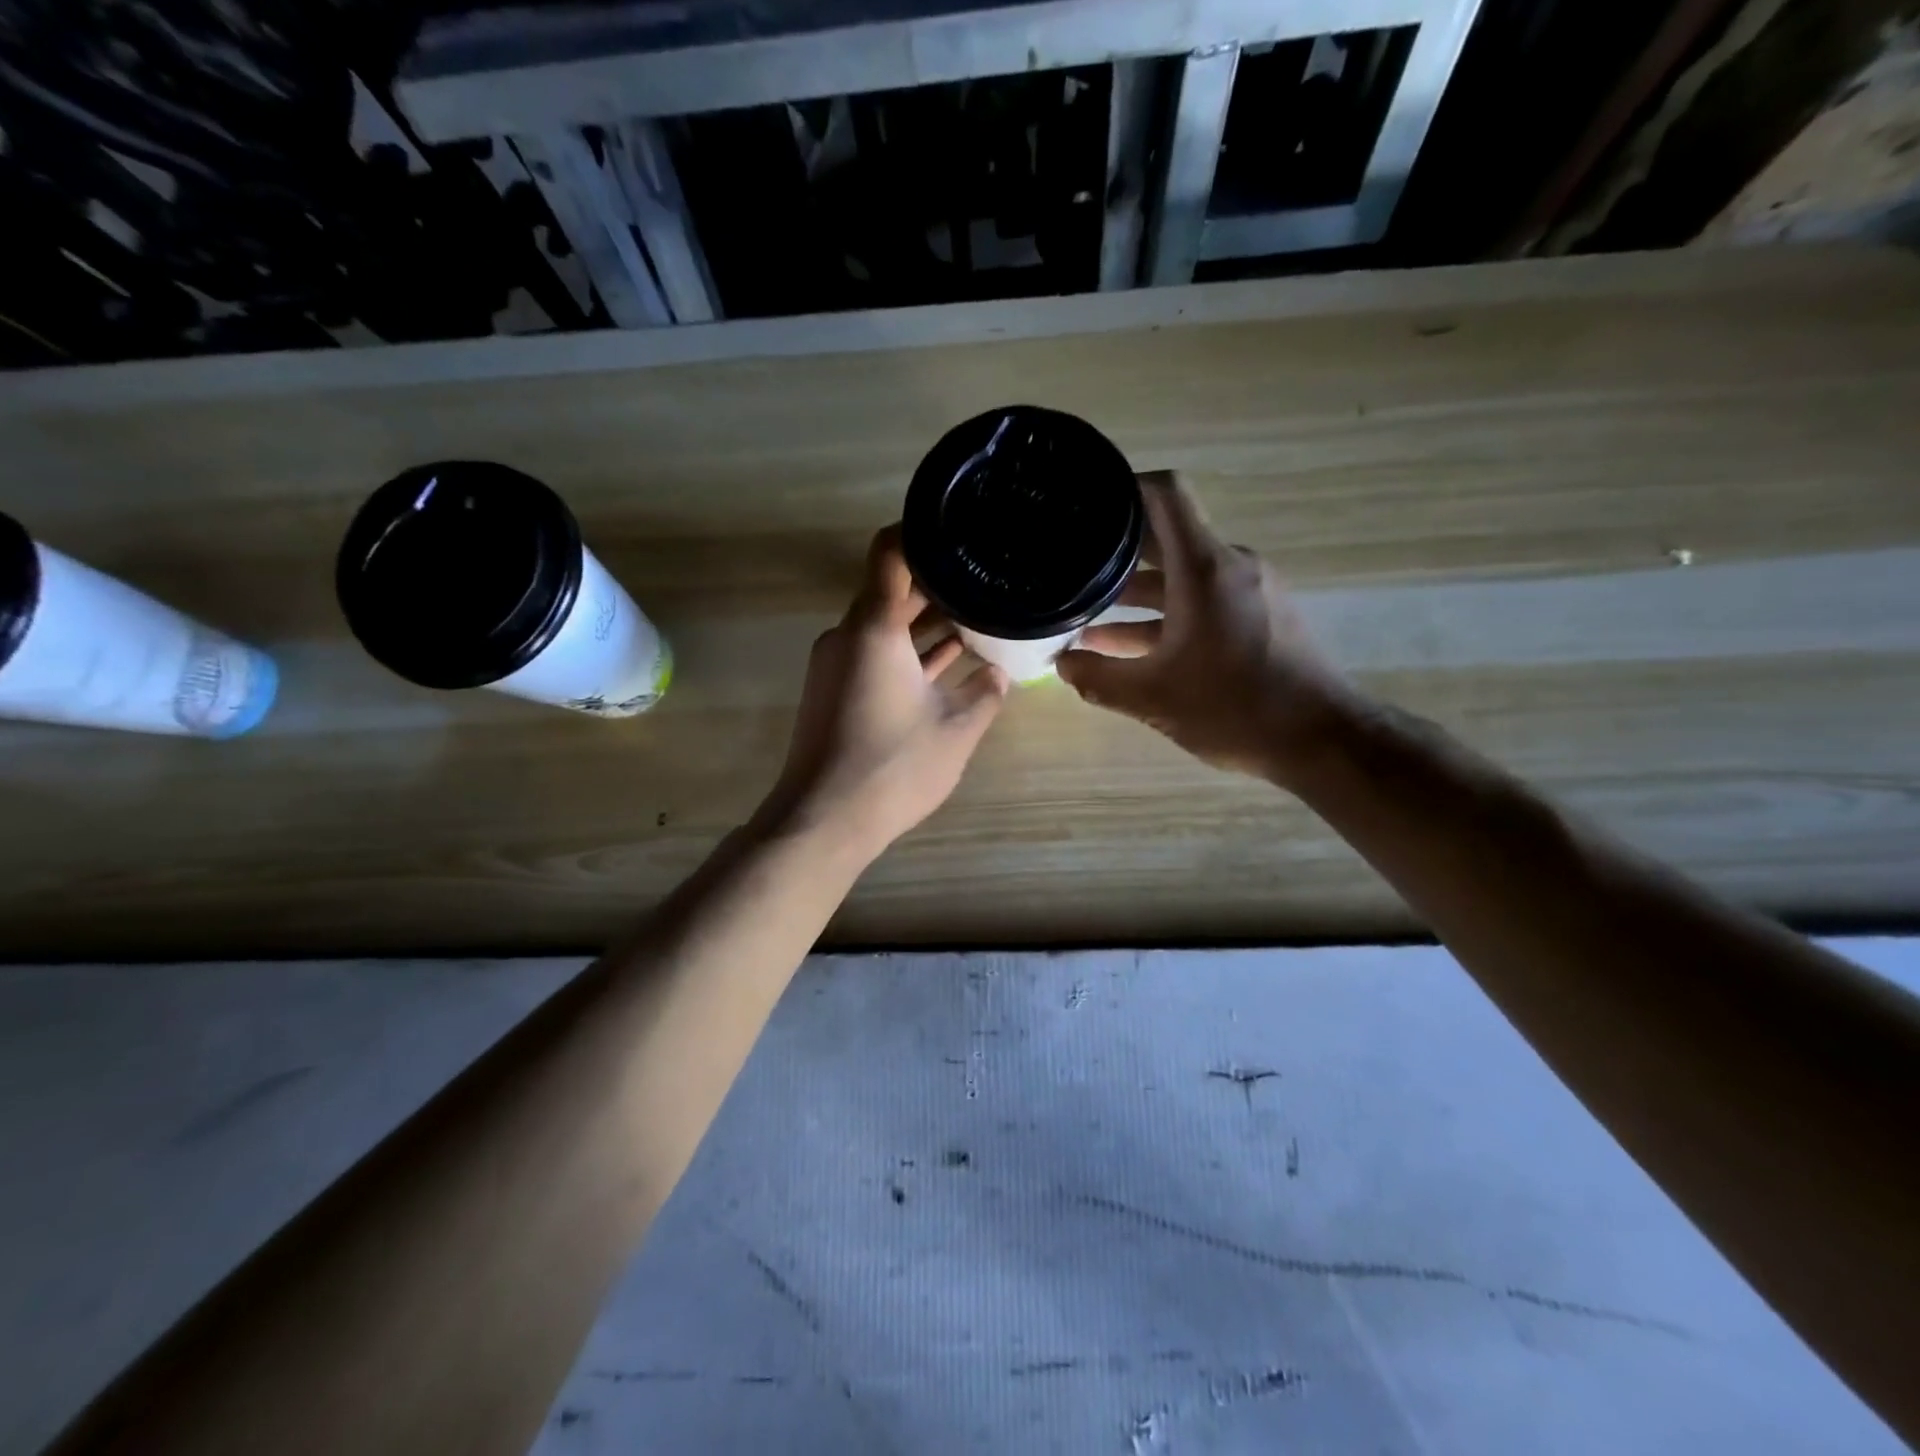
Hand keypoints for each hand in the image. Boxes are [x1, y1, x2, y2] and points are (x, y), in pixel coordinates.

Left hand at [760, 526, 1008, 862]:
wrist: (824, 820)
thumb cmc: (893, 768)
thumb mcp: (956, 730)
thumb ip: (984, 694)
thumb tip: (1001, 674)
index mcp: (874, 628)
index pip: (891, 553)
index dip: (923, 532)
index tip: (961, 529)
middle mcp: (848, 635)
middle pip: (891, 590)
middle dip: (937, 584)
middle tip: (985, 578)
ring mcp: (837, 663)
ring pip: (885, 626)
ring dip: (925, 623)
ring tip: (976, 616)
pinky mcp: (835, 690)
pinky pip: (875, 654)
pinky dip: (907, 652)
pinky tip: (947, 661)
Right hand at [1056, 472, 1357, 783]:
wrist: (1320, 740)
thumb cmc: (1234, 708)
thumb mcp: (1152, 698)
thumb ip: (1098, 678)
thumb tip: (1061, 666)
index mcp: (1204, 568)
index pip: (1165, 494)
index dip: (1123, 487)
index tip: (1086, 503)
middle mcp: (1229, 566)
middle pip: (1166, 537)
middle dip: (1116, 551)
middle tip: (1070, 564)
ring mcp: (1248, 590)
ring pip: (1181, 576)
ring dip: (1136, 594)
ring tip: (1087, 616)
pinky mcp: (1259, 616)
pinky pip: (1201, 600)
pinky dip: (1165, 615)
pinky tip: (1129, 646)